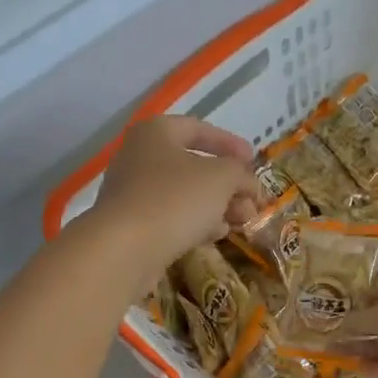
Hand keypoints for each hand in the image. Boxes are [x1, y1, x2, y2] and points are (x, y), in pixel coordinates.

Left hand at [88, 116, 260, 284]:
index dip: (230, 143)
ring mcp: (132, 193)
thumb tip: (249, 184)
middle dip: (229, 184)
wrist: (124, 249)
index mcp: (156, 133)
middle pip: (193, 165)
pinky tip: (216, 235)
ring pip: (184, 194)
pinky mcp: (132, 225)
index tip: (253, 160)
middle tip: (252, 201)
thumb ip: (241, 174)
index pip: (199, 129)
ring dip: (217, 206)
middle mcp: (139, 157)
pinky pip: (171, 217)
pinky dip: (196, 222)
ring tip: (242, 222)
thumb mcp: (221, 178)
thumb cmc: (175, 199)